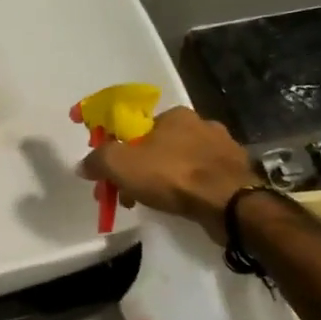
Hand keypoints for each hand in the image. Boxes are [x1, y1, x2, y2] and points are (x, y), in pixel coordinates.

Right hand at [78, 106, 253, 228]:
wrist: (230, 204)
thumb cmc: (173, 175)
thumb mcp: (121, 164)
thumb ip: (98, 160)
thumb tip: (84, 164)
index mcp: (175, 114)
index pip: (137, 126)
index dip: (117, 147)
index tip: (109, 170)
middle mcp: (201, 124)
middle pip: (157, 145)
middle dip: (137, 168)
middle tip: (125, 193)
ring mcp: (223, 149)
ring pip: (179, 163)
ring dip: (161, 180)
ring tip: (150, 203)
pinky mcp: (236, 173)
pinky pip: (201, 179)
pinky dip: (186, 190)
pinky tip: (179, 205)